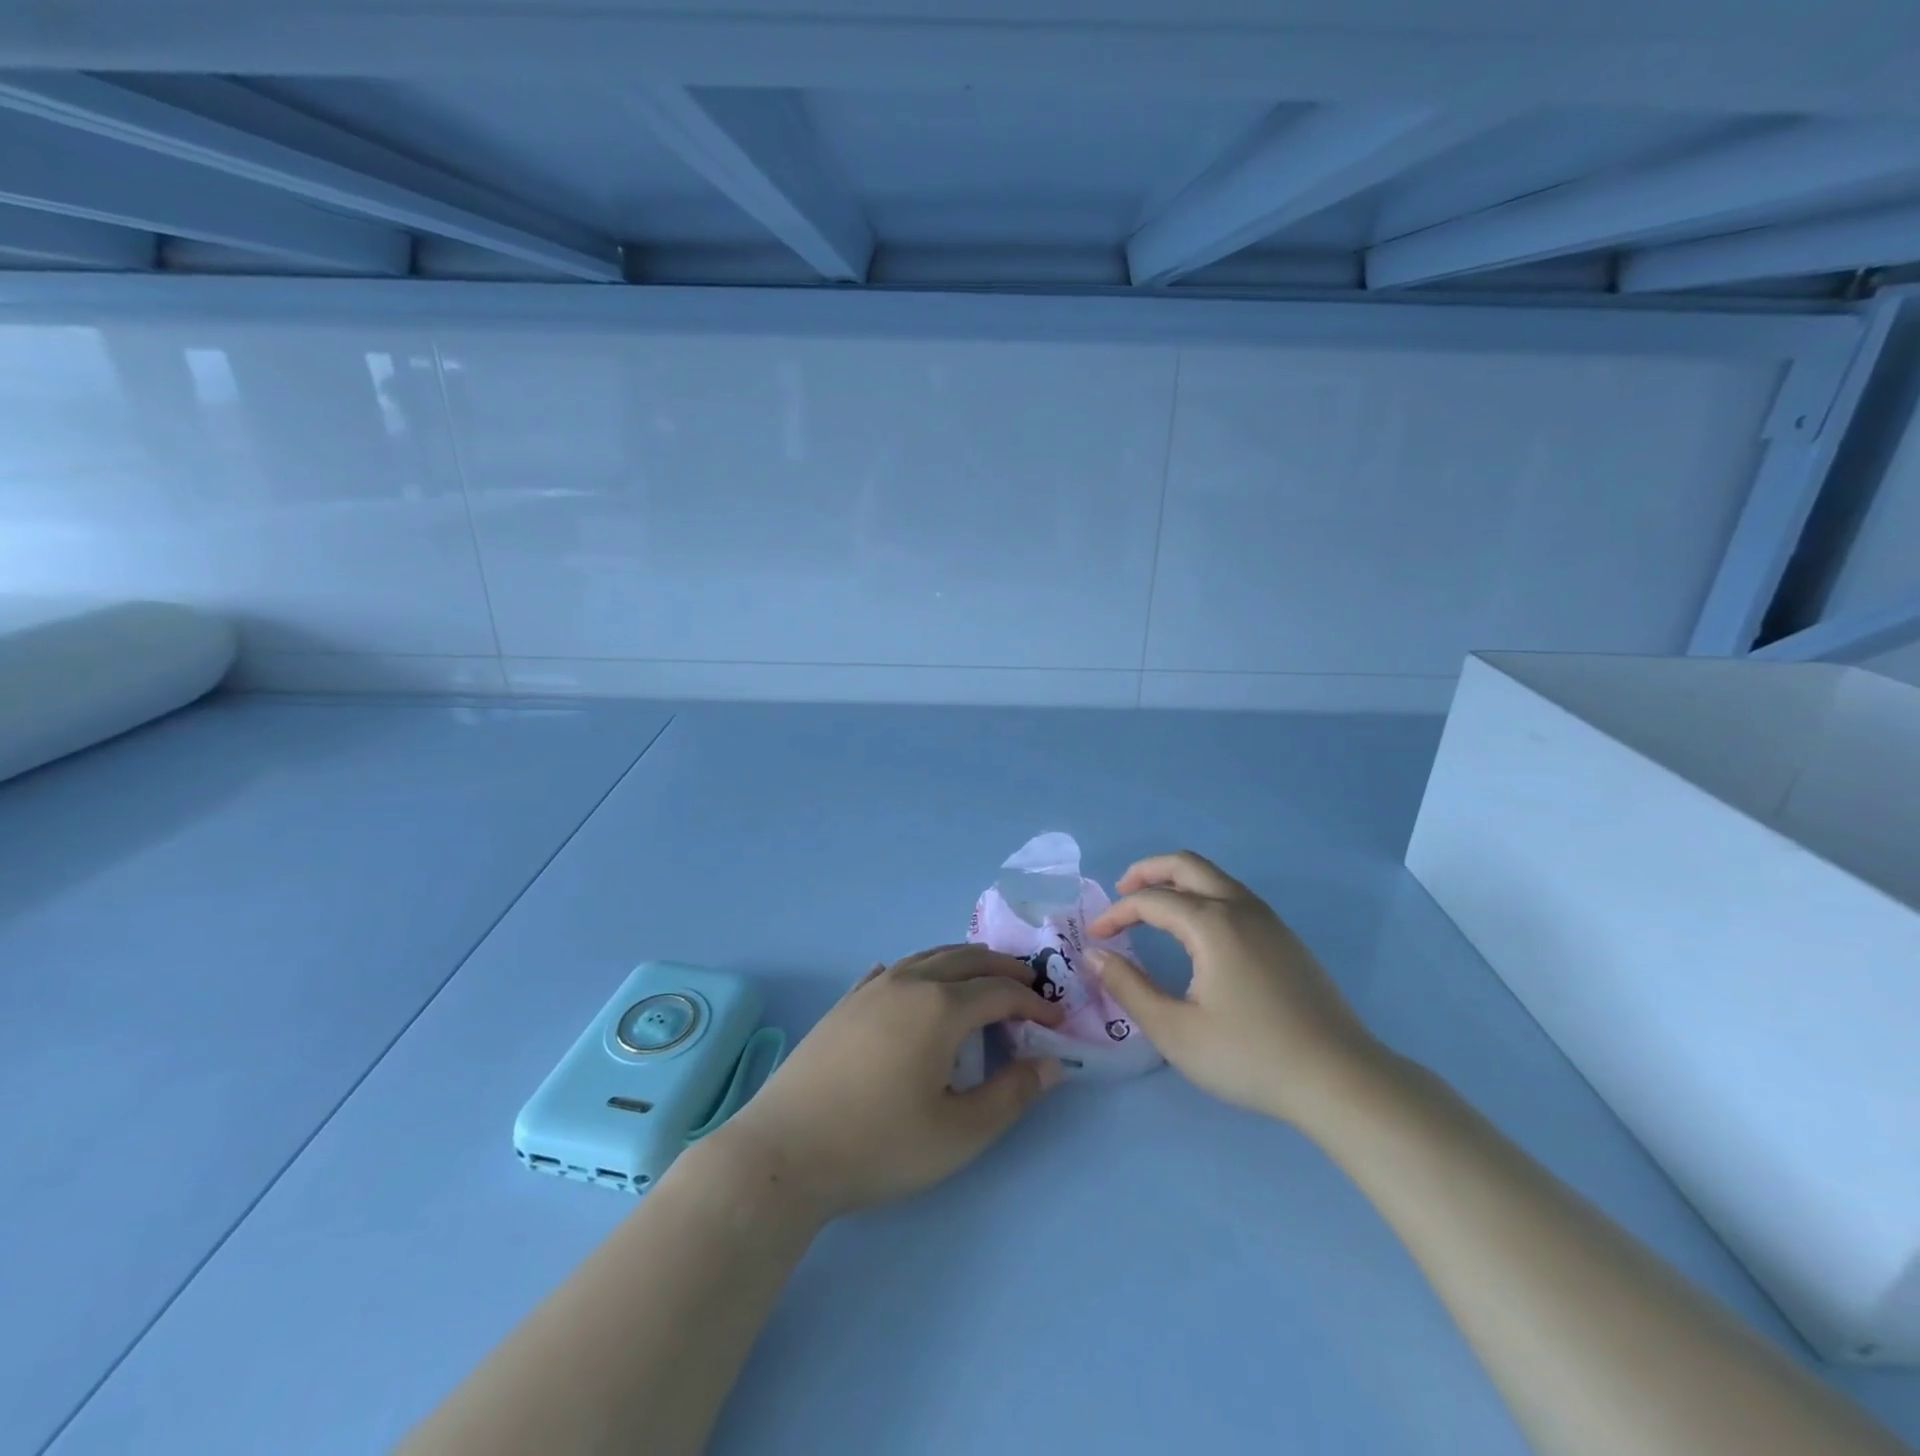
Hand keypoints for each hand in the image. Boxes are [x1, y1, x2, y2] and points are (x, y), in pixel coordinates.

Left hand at [710, 945, 1064, 1221]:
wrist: (784, 1151)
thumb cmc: (879, 1144)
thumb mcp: (959, 1133)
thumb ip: (1011, 1095)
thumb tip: (1051, 1064)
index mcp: (940, 1007)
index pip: (999, 993)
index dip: (1033, 1004)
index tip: (1055, 1021)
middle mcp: (907, 983)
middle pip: (965, 959)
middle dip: (1002, 969)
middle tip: (1029, 985)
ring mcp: (870, 989)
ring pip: (926, 958)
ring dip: (962, 962)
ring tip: (981, 978)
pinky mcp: (844, 1004)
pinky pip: (890, 972)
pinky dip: (917, 971)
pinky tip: (911, 984)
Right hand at [1085, 851, 1380, 1126]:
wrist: (1340, 1080)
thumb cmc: (1250, 1056)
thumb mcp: (1175, 1031)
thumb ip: (1128, 987)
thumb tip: (1094, 954)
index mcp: (1212, 923)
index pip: (1150, 900)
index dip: (1116, 913)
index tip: (1095, 936)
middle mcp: (1240, 908)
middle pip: (1186, 865)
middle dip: (1147, 871)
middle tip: (1120, 892)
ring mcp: (1269, 921)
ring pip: (1214, 877)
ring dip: (1177, 881)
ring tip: (1153, 907)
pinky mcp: (1286, 939)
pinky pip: (1234, 896)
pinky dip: (1202, 896)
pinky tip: (1196, 933)